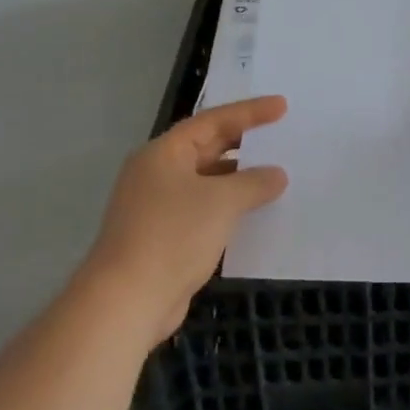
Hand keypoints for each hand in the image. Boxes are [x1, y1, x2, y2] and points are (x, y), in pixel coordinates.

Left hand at [90, 95, 289, 342]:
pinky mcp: (164, 237)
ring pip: (207, 181)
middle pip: (207, 148)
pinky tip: (255, 213)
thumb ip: (254, 182)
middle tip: (280, 136)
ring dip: (239, 178)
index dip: (250, 112)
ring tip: (276, 174)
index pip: (212, 121)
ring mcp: (158, 207)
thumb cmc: (173, 236)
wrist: (126, 302)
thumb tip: (276, 175)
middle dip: (244, 143)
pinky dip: (229, 207)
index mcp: (164, 154)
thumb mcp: (222, 201)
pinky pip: (204, 210)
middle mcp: (157, 174)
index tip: (282, 107)